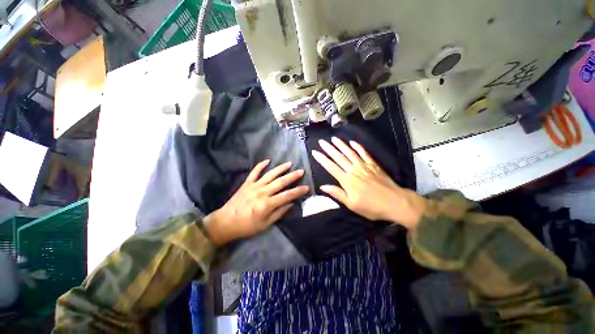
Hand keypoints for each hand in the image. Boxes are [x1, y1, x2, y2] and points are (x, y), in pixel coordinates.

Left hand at [204, 160, 308, 245]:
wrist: (225, 222)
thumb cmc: (247, 226)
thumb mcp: (265, 224)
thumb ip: (279, 213)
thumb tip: (291, 203)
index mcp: (267, 204)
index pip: (287, 195)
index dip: (298, 191)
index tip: (307, 187)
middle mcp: (262, 192)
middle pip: (281, 182)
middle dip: (292, 176)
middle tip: (301, 171)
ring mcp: (254, 186)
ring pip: (270, 174)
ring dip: (280, 168)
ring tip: (289, 163)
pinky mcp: (247, 183)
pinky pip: (254, 172)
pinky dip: (261, 165)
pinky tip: (267, 160)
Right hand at [312, 137, 425, 229]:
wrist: (395, 202)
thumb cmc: (371, 206)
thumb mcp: (352, 204)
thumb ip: (337, 193)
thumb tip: (323, 187)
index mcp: (347, 180)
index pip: (331, 167)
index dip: (322, 159)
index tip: (314, 152)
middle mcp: (354, 170)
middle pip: (339, 157)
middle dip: (329, 149)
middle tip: (321, 141)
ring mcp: (364, 166)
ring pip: (350, 153)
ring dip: (341, 145)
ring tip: (334, 138)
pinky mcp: (373, 165)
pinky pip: (364, 153)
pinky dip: (358, 147)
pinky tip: (353, 142)